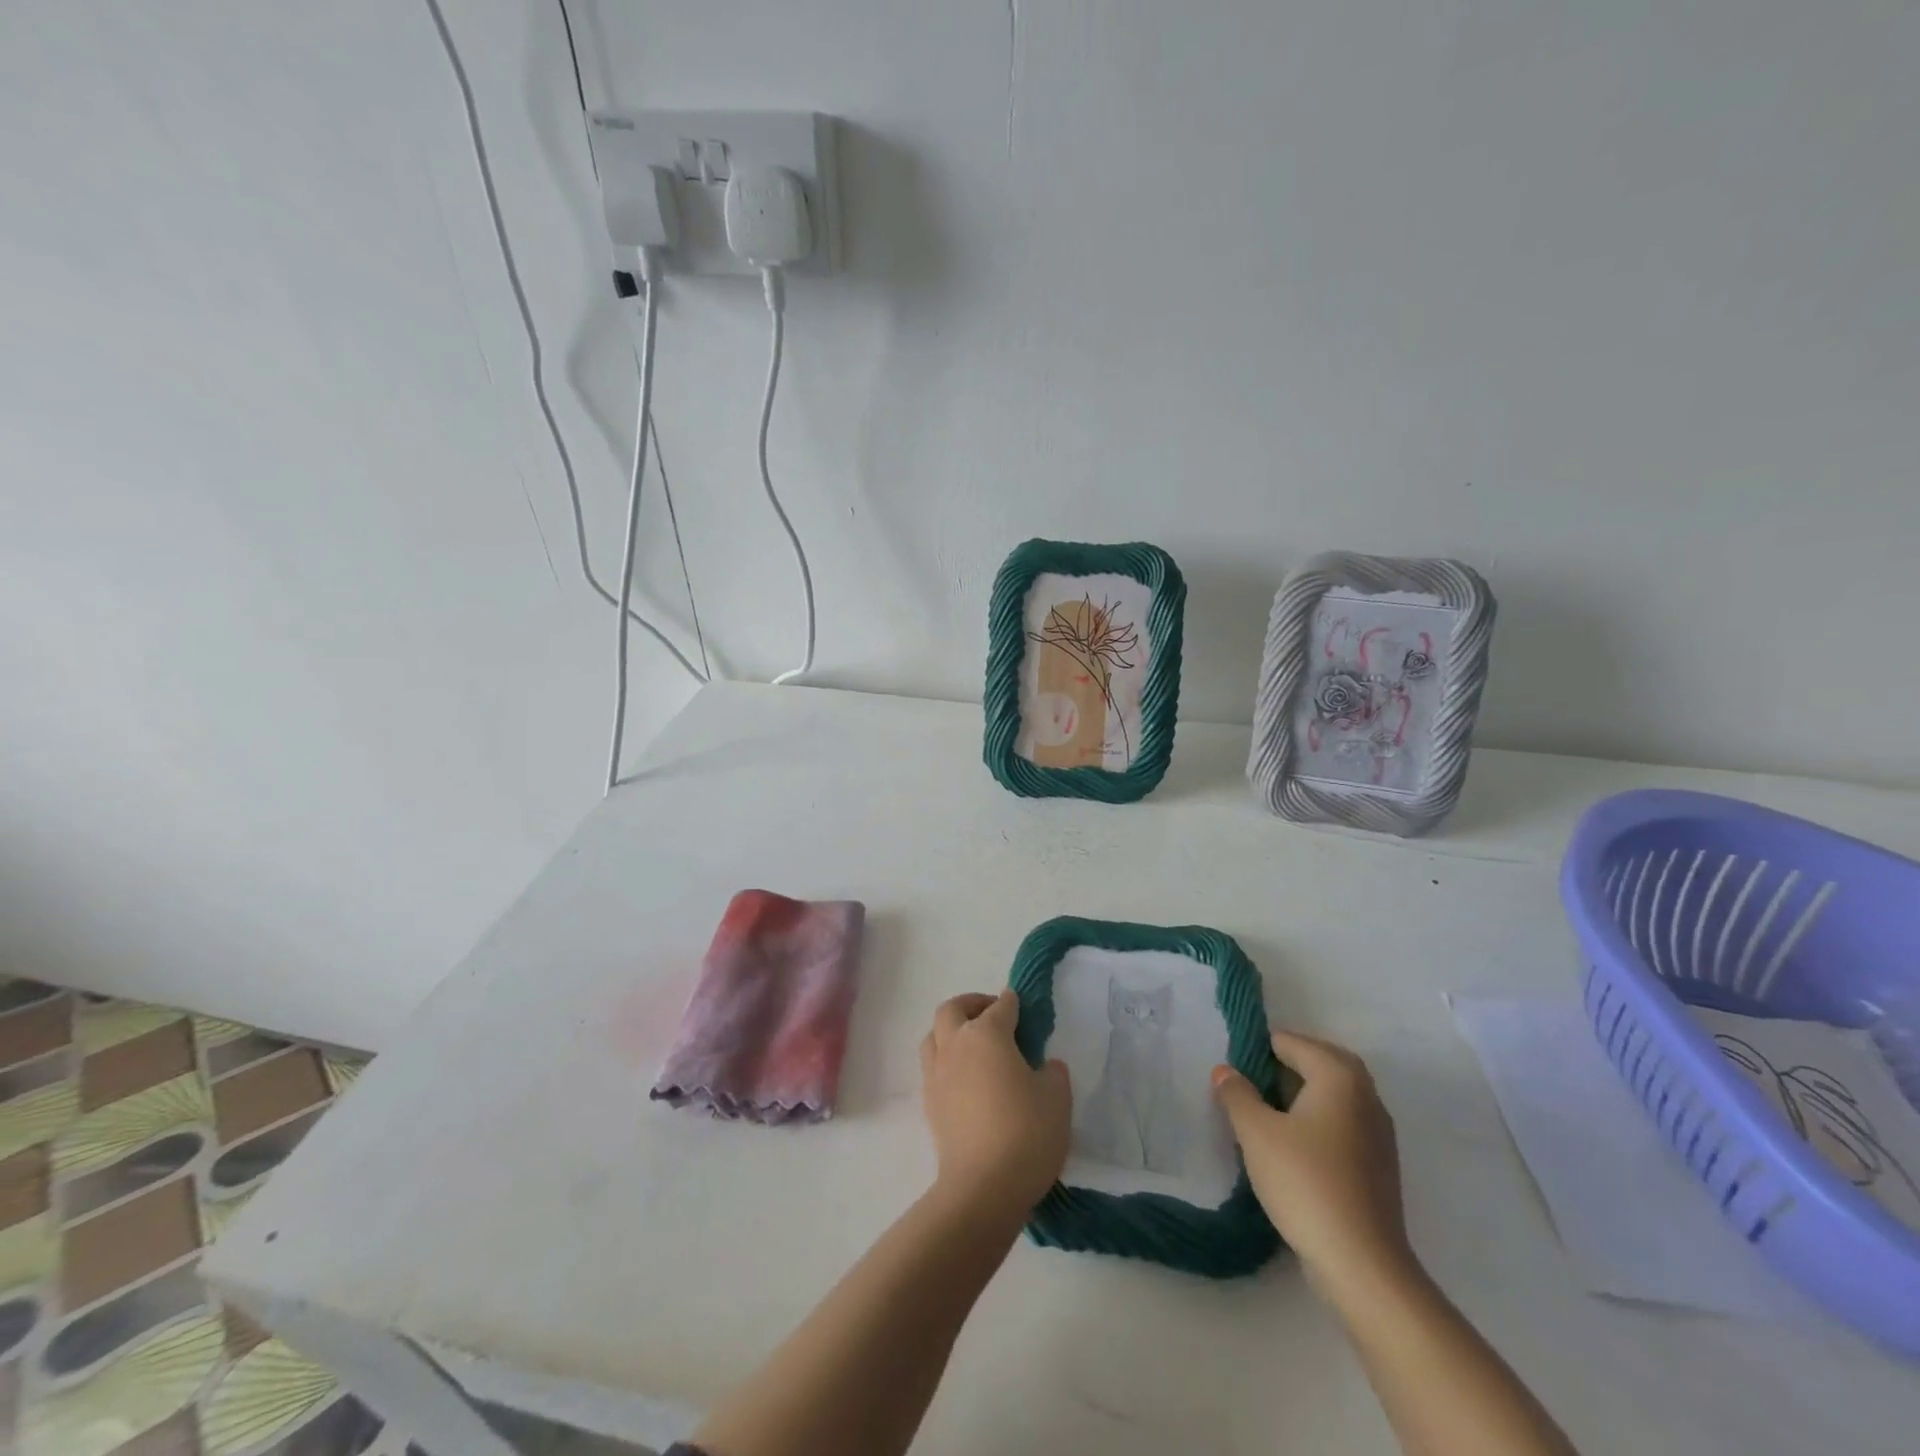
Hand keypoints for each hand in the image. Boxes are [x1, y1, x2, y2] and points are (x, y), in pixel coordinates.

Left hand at [920, 991, 1070, 1221]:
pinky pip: (933, 1067)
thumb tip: (1044, 1066)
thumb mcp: (1056, 1097)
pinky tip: (965, 1079)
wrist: (983, 1187)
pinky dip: (947, 1061)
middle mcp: (955, 1045)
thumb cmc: (1026, 1132)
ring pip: (934, 1036)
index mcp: (986, 1034)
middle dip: (971, 1004)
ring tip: (973, 1045)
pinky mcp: (929, 1103)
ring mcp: (937, 1074)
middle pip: (952, 1009)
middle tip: (992, 1014)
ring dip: (951, 1031)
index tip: (1022, 1006)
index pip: (1001, 1007)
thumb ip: (1052, 1072)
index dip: (1013, 1003)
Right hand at [1211, 1030, 1412, 1295]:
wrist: (1362, 1264)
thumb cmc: (1305, 1182)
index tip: (1232, 1068)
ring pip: (1334, 1095)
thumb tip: (1226, 1071)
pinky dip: (1318, 1120)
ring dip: (1302, 1094)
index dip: (1259, 1048)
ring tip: (1265, 1112)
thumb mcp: (1256, 1133)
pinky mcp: (1380, 1165)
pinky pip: (1343, 1123)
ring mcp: (1379, 1132)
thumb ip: (1236, 1094)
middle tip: (1249, 1080)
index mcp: (1339, 1076)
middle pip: (1320, 1062)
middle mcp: (1366, 1095)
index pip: (1292, 1042)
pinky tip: (1293, 1145)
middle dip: (1285, 1065)